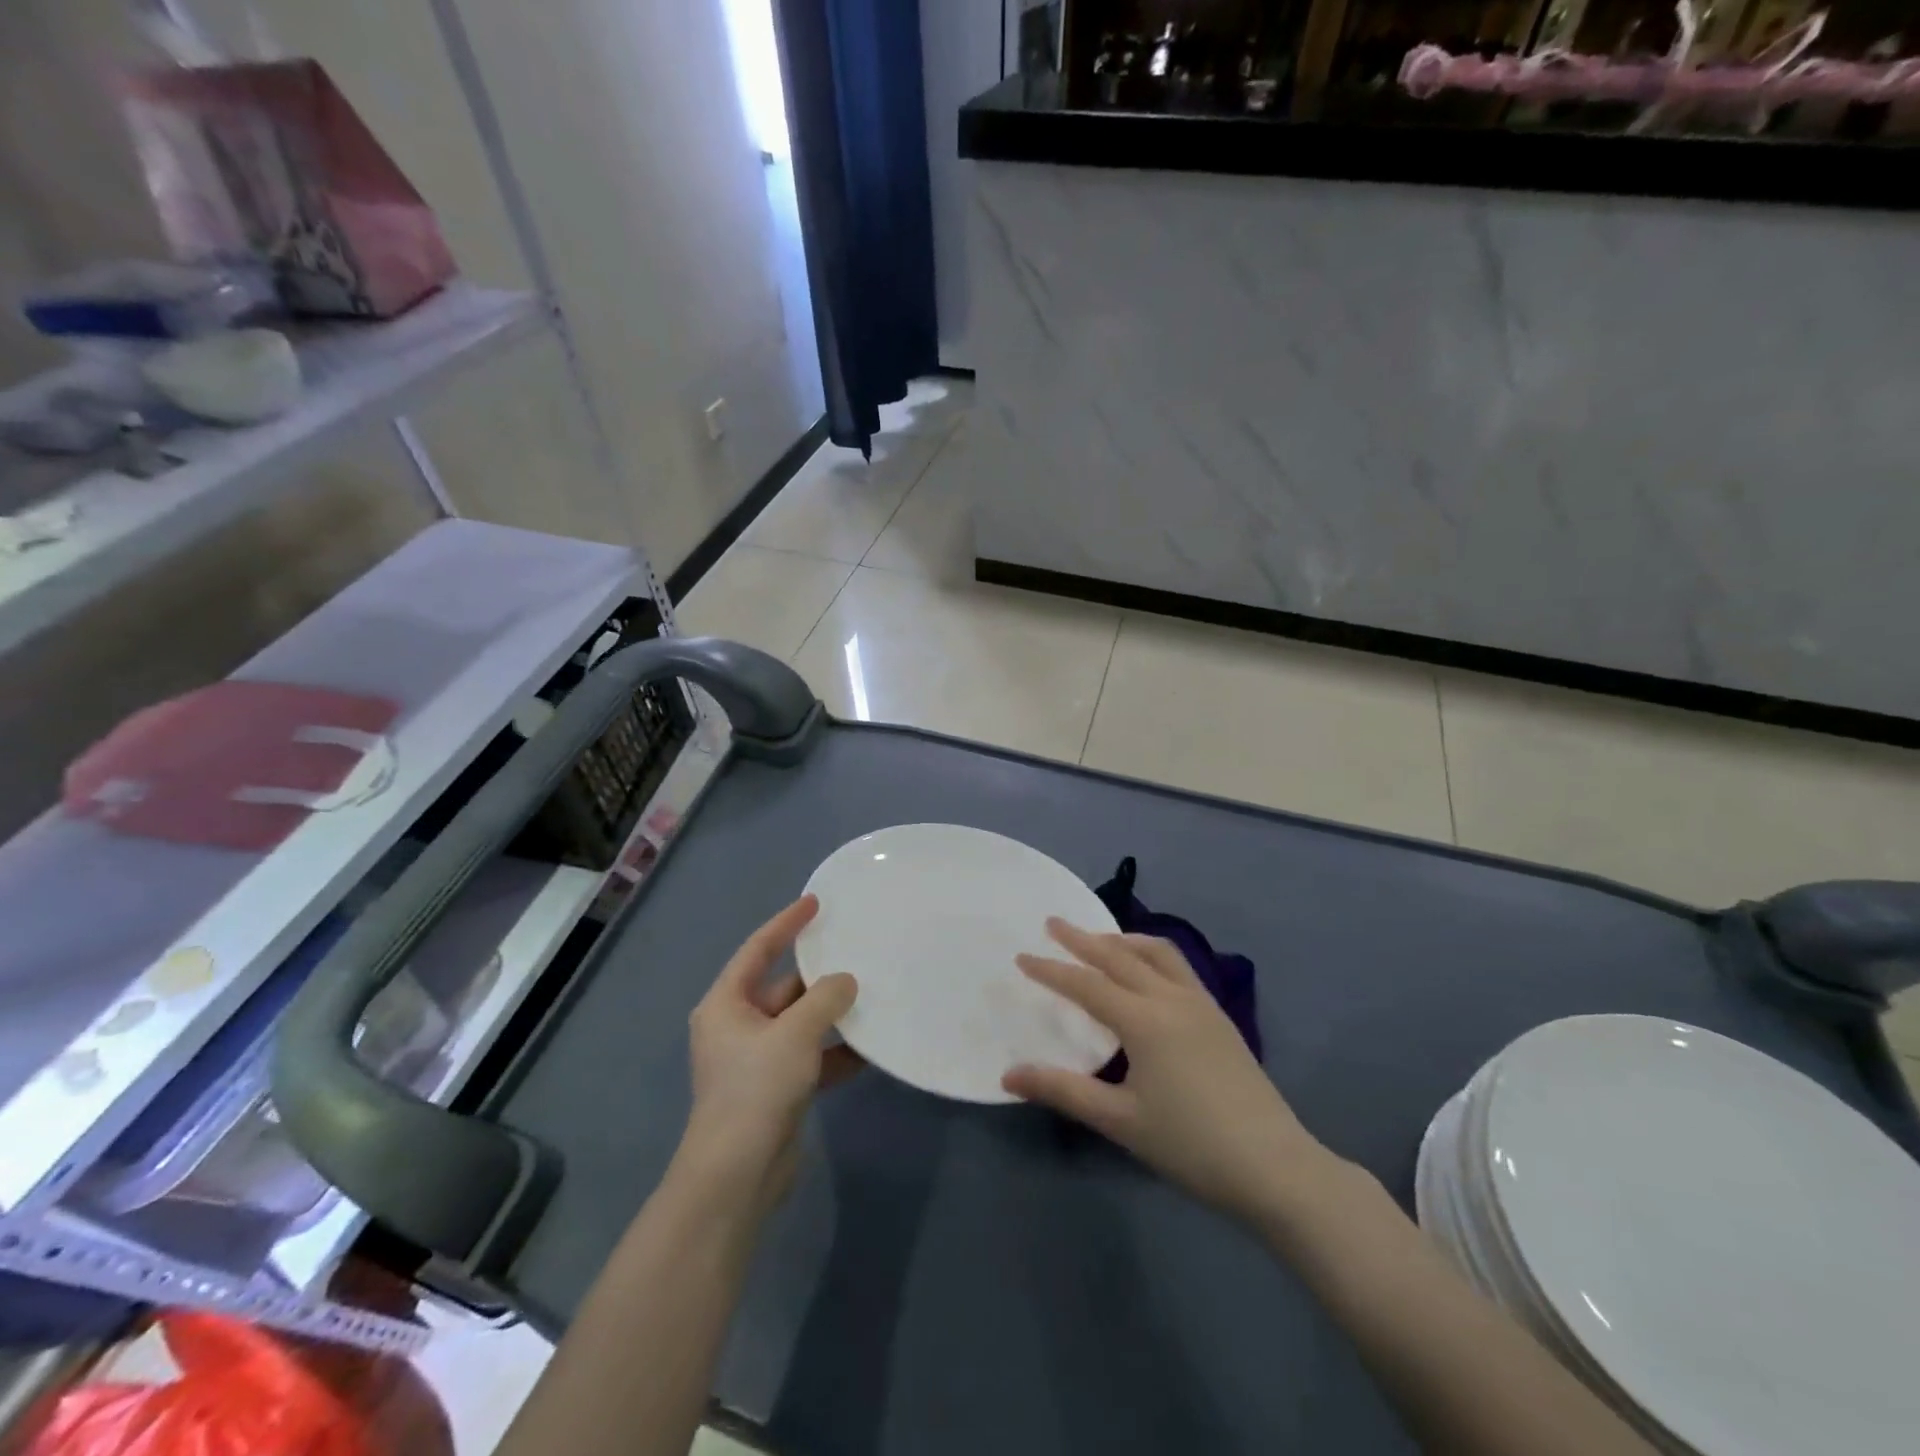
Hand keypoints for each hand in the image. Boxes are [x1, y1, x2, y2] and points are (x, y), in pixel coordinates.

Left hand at [677, 895, 859, 1214]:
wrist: (737, 1176)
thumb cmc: (755, 1089)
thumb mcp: (794, 1034)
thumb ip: (824, 999)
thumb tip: (846, 981)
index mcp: (727, 1004)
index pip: (758, 949)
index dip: (786, 923)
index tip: (815, 903)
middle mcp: (738, 1026)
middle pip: (784, 988)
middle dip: (819, 977)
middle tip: (858, 955)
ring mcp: (757, 1059)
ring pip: (801, 1023)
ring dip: (831, 1015)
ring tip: (871, 998)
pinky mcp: (776, 1088)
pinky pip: (810, 1056)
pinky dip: (835, 1052)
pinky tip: (869, 1049)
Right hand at [1003, 920, 1331, 1225]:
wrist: (1274, 1166)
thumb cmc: (1190, 1145)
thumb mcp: (1120, 1121)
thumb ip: (1063, 1091)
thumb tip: (1008, 1075)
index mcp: (1144, 1021)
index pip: (1086, 985)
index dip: (1051, 970)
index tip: (1022, 956)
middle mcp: (1171, 998)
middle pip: (1119, 956)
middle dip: (1082, 939)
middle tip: (1053, 923)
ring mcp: (1200, 1003)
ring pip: (1156, 952)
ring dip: (1122, 940)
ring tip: (1099, 939)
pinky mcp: (1219, 1015)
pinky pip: (1179, 966)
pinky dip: (1151, 953)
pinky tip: (1147, 970)